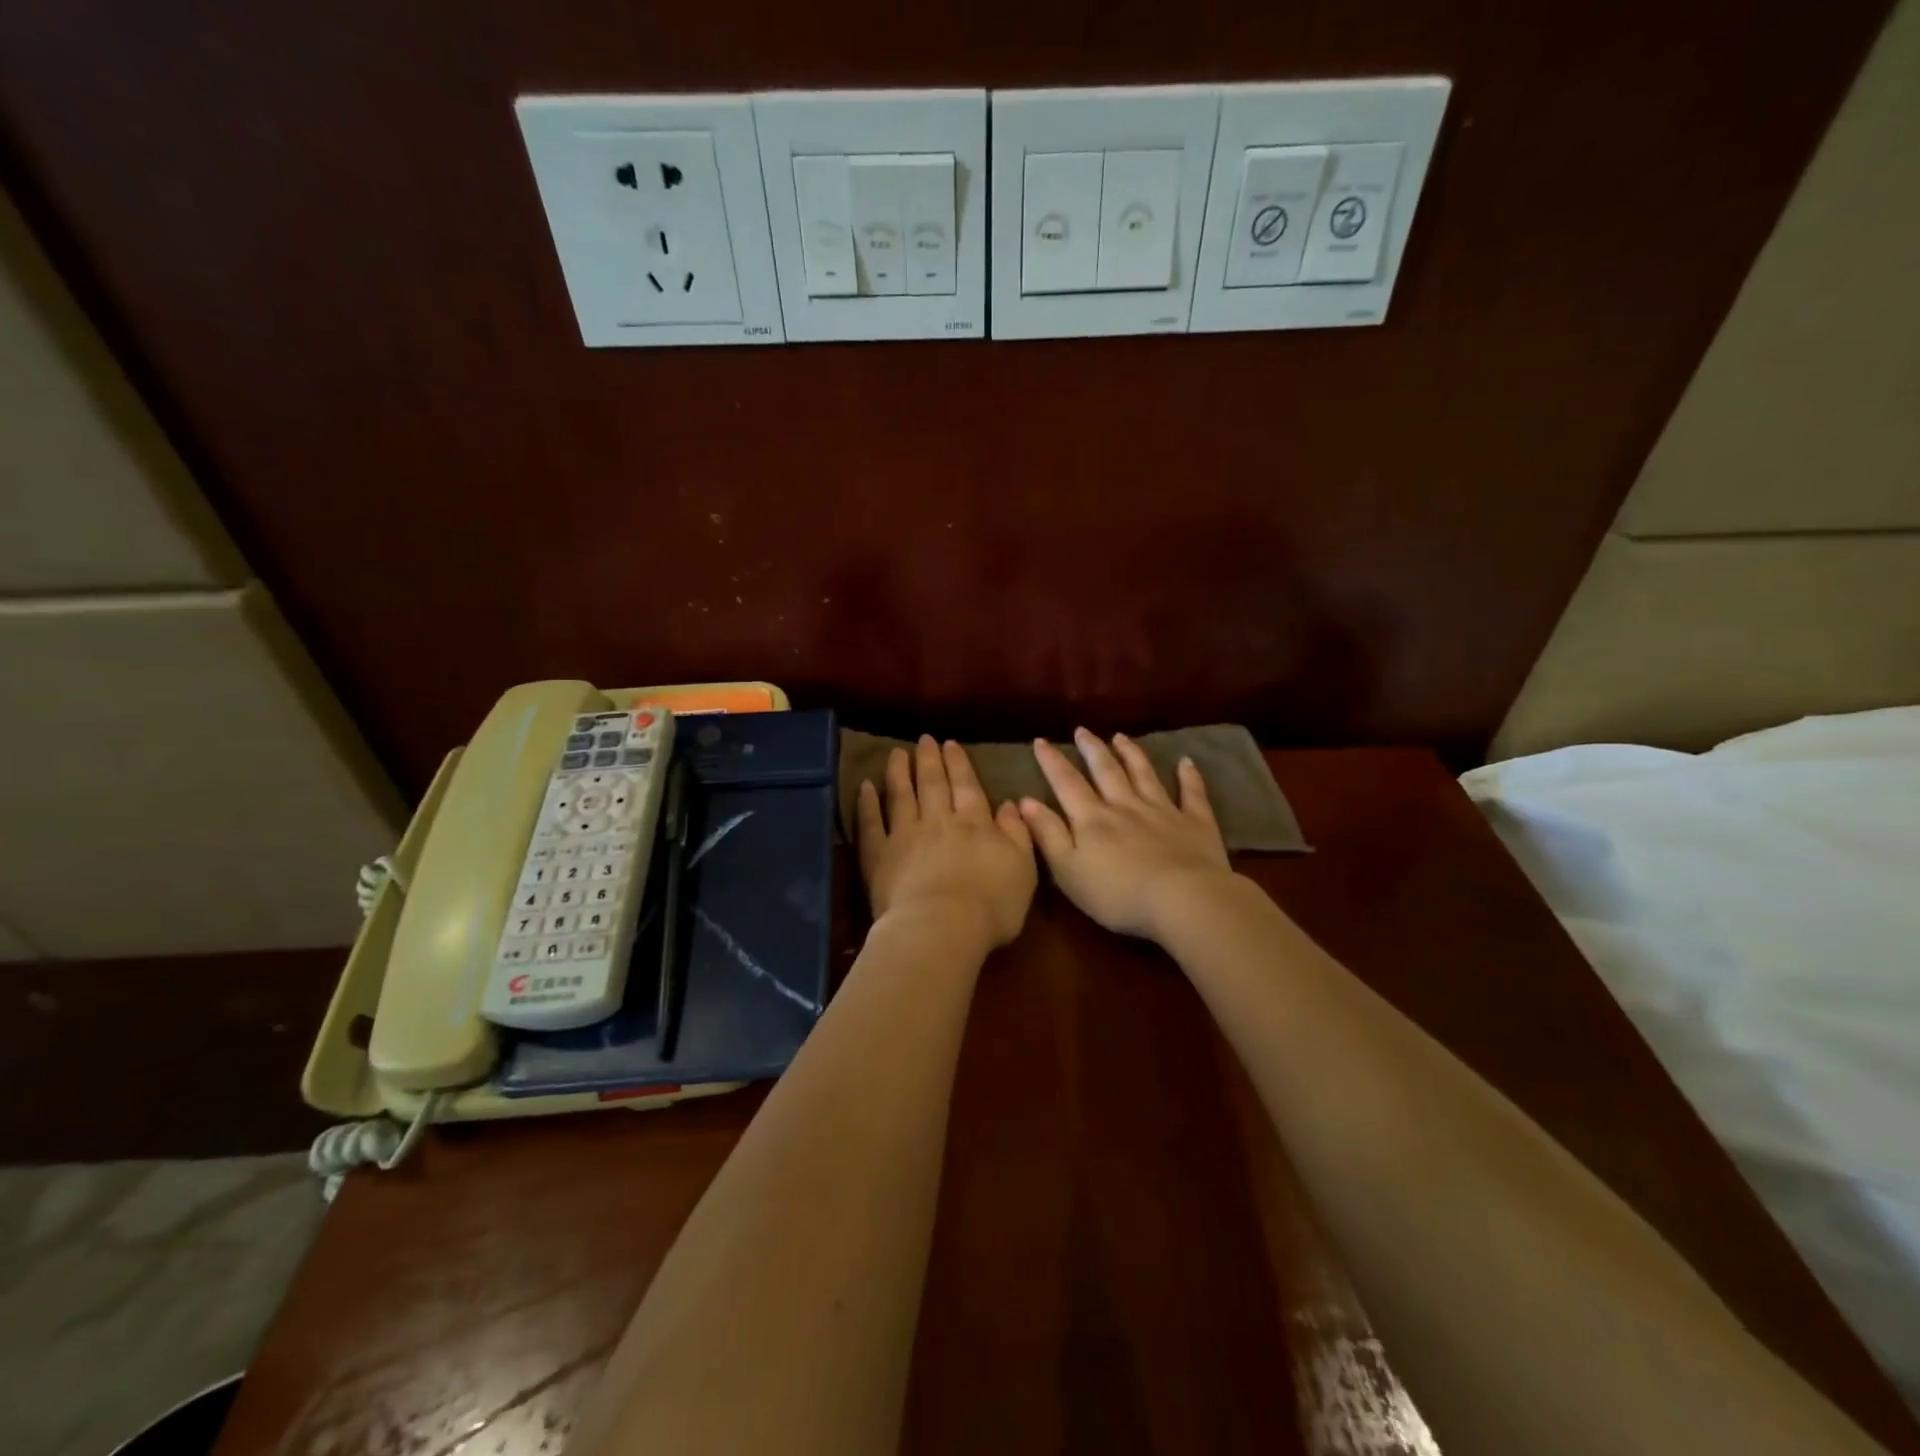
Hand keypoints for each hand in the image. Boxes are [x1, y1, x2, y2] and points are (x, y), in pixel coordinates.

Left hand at [856, 736, 1037, 950]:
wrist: (942, 927)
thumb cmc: (991, 905)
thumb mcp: (1023, 869)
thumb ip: (1017, 834)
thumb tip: (1010, 804)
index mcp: (975, 824)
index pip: (967, 786)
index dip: (959, 764)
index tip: (950, 744)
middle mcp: (939, 821)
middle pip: (933, 784)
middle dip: (929, 760)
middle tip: (924, 739)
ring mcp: (906, 836)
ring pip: (901, 795)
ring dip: (899, 772)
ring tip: (897, 753)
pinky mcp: (880, 855)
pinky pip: (871, 823)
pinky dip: (868, 803)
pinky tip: (865, 787)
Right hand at [1021, 729, 1233, 940]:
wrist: (1183, 900)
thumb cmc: (1117, 894)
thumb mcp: (1068, 870)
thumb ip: (1047, 834)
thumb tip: (1025, 801)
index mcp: (1092, 819)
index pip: (1067, 784)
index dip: (1052, 762)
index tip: (1041, 741)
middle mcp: (1125, 806)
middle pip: (1106, 771)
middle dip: (1092, 750)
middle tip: (1082, 730)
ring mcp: (1163, 811)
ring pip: (1144, 775)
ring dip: (1131, 754)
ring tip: (1120, 737)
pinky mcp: (1195, 823)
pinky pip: (1192, 794)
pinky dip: (1189, 776)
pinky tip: (1186, 762)